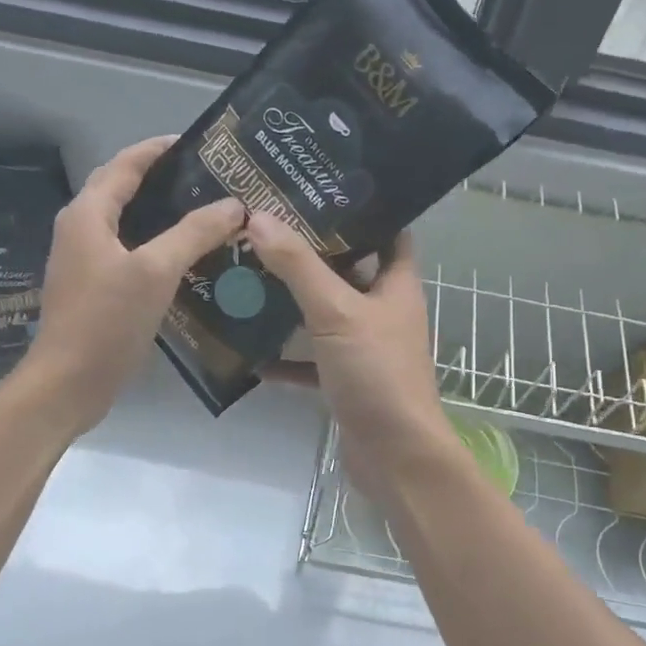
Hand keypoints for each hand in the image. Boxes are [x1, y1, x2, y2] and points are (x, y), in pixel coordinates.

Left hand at [19, 137, 244, 435]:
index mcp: (88, 214)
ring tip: (206, 213)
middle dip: (163, 180)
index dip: (159, 149)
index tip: (200, 144)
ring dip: (162, 214)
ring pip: (127, 224)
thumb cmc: (107, 320)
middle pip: (123, 190)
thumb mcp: (155, 271)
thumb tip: (233, 205)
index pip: (125, 164)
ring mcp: (85, 261)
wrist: (68, 383)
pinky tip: (187, 258)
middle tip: (210, 180)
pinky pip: (129, 252)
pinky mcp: (94, 288)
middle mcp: (81, 230)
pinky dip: (157, 245)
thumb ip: (194, 233)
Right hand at [244, 212, 463, 497]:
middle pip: (349, 270)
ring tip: (249, 275)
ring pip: (326, 315)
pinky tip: (250, 350)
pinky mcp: (346, 381)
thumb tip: (259, 218)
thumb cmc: (377, 374)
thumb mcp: (336, 312)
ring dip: (293, 302)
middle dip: (311, 252)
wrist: (395, 457)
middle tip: (266, 228)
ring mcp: (365, 348)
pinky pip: (311, 361)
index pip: (389, 231)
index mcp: (396, 285)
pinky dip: (286, 356)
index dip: (361, 209)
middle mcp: (384, 311)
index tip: (317, 189)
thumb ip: (298, 267)